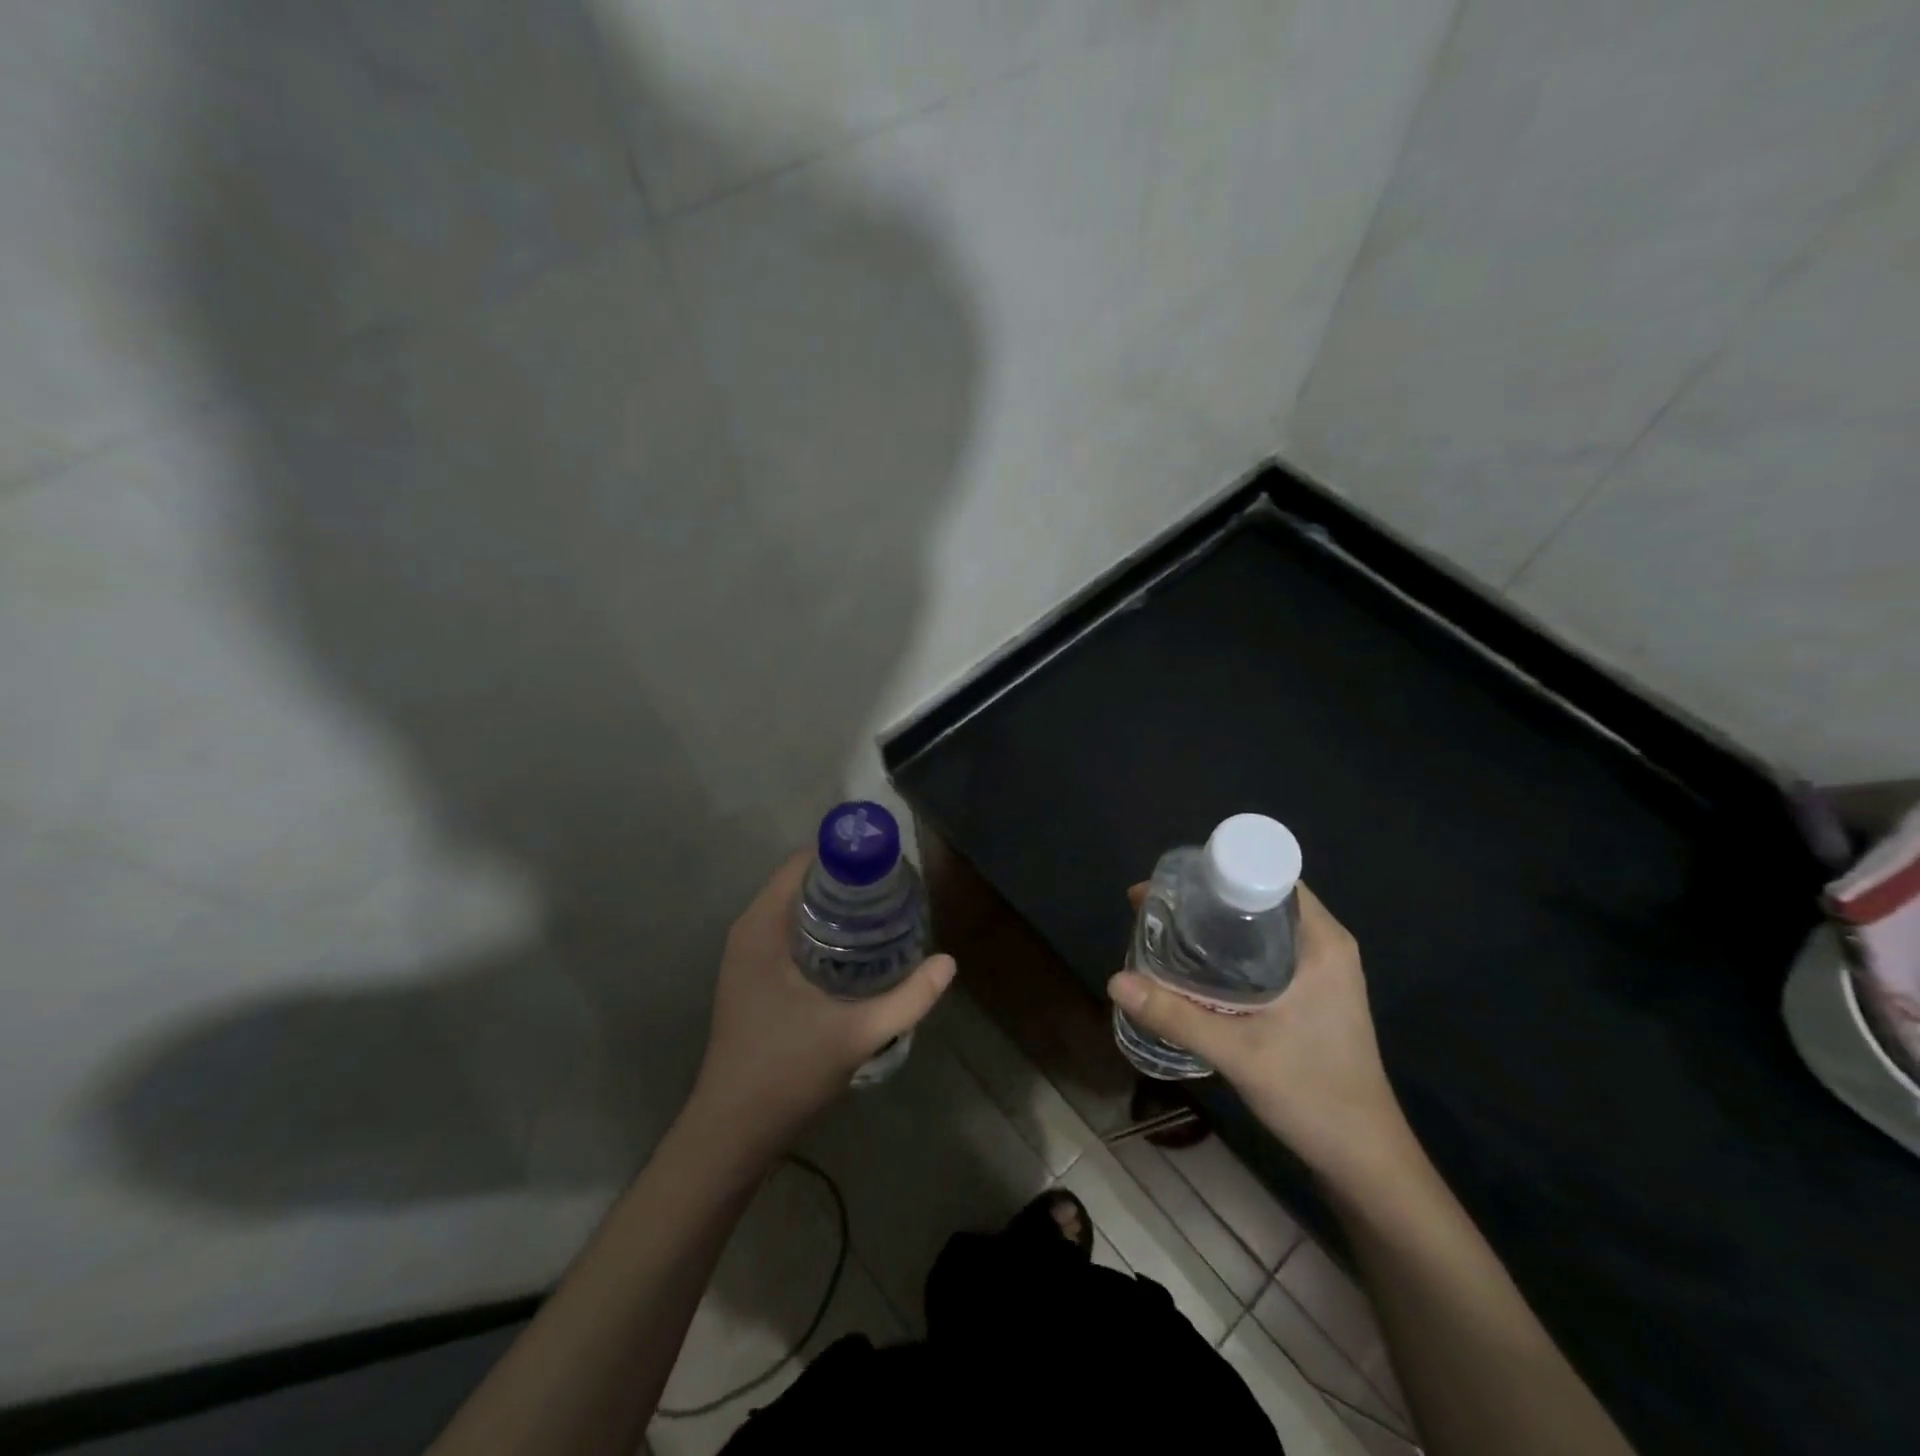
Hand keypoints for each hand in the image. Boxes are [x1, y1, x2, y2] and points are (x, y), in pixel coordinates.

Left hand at [691, 852, 954, 1152]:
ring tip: (884, 913)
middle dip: (848, 882)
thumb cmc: (787, 1072)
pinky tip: (856, 948)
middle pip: (802, 883)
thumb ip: (908, 999)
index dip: (846, 856)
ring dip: (835, 906)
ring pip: (796, 909)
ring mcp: (746, 955)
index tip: (887, 864)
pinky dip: (821, 928)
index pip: (803, 864)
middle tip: (895, 890)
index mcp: (762, 928)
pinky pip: (789, 932)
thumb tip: (949, 962)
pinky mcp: (751, 977)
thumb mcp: (857, 1033)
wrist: (732, 1131)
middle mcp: (749, 931)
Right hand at [1107, 882, 1411, 1188]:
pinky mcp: (1313, 992)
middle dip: (1205, 899)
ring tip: (1166, 934)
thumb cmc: (1314, 1093)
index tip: (1170, 887)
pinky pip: (1265, 951)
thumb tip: (1115, 980)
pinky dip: (1229, 950)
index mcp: (1322, 940)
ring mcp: (1322, 969)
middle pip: (1258, 896)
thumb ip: (1175, 1015)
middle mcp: (1325, 944)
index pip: (1267, 874)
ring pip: (1260, 926)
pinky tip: (1196, 969)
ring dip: (1215, 926)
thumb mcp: (1238, 1052)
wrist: (1365, 1159)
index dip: (1216, 871)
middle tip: (1156, 911)